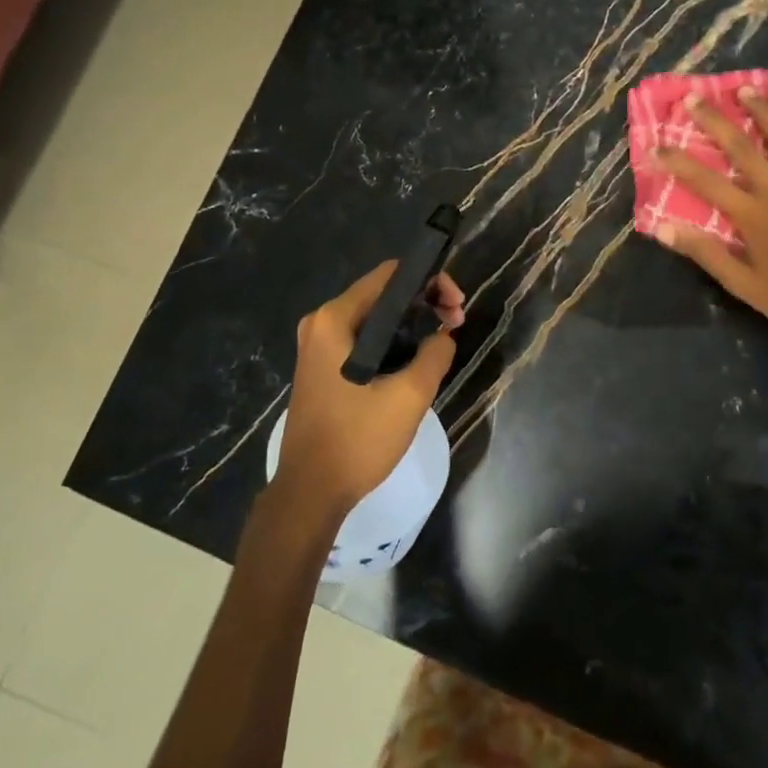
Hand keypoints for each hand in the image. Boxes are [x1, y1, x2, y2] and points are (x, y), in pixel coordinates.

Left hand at [274, 262, 461, 517]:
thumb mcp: (409, 395)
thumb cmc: (357, 439)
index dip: (430, 281)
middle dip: (424, 303)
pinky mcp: (322, 368)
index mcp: (334, 319)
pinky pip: (363, 340)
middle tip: (456, 323)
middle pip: (382, 294)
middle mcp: (321, 324)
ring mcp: (318, 347)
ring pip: (375, 318)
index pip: (390, 275)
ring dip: (411, 324)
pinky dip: (393, 342)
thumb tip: (443, 335)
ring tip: (443, 341)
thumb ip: (435, 354)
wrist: (310, 492)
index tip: (456, 306)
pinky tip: (416, 359)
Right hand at [653, 89, 767, 350]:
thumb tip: (664, 228)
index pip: (707, 182)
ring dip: (765, 113)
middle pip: (743, 149)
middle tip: (694, 98)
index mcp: (753, 216)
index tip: (657, 145)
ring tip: (747, 89)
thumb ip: (705, 253)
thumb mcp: (742, 284)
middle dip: (716, 122)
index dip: (680, 162)